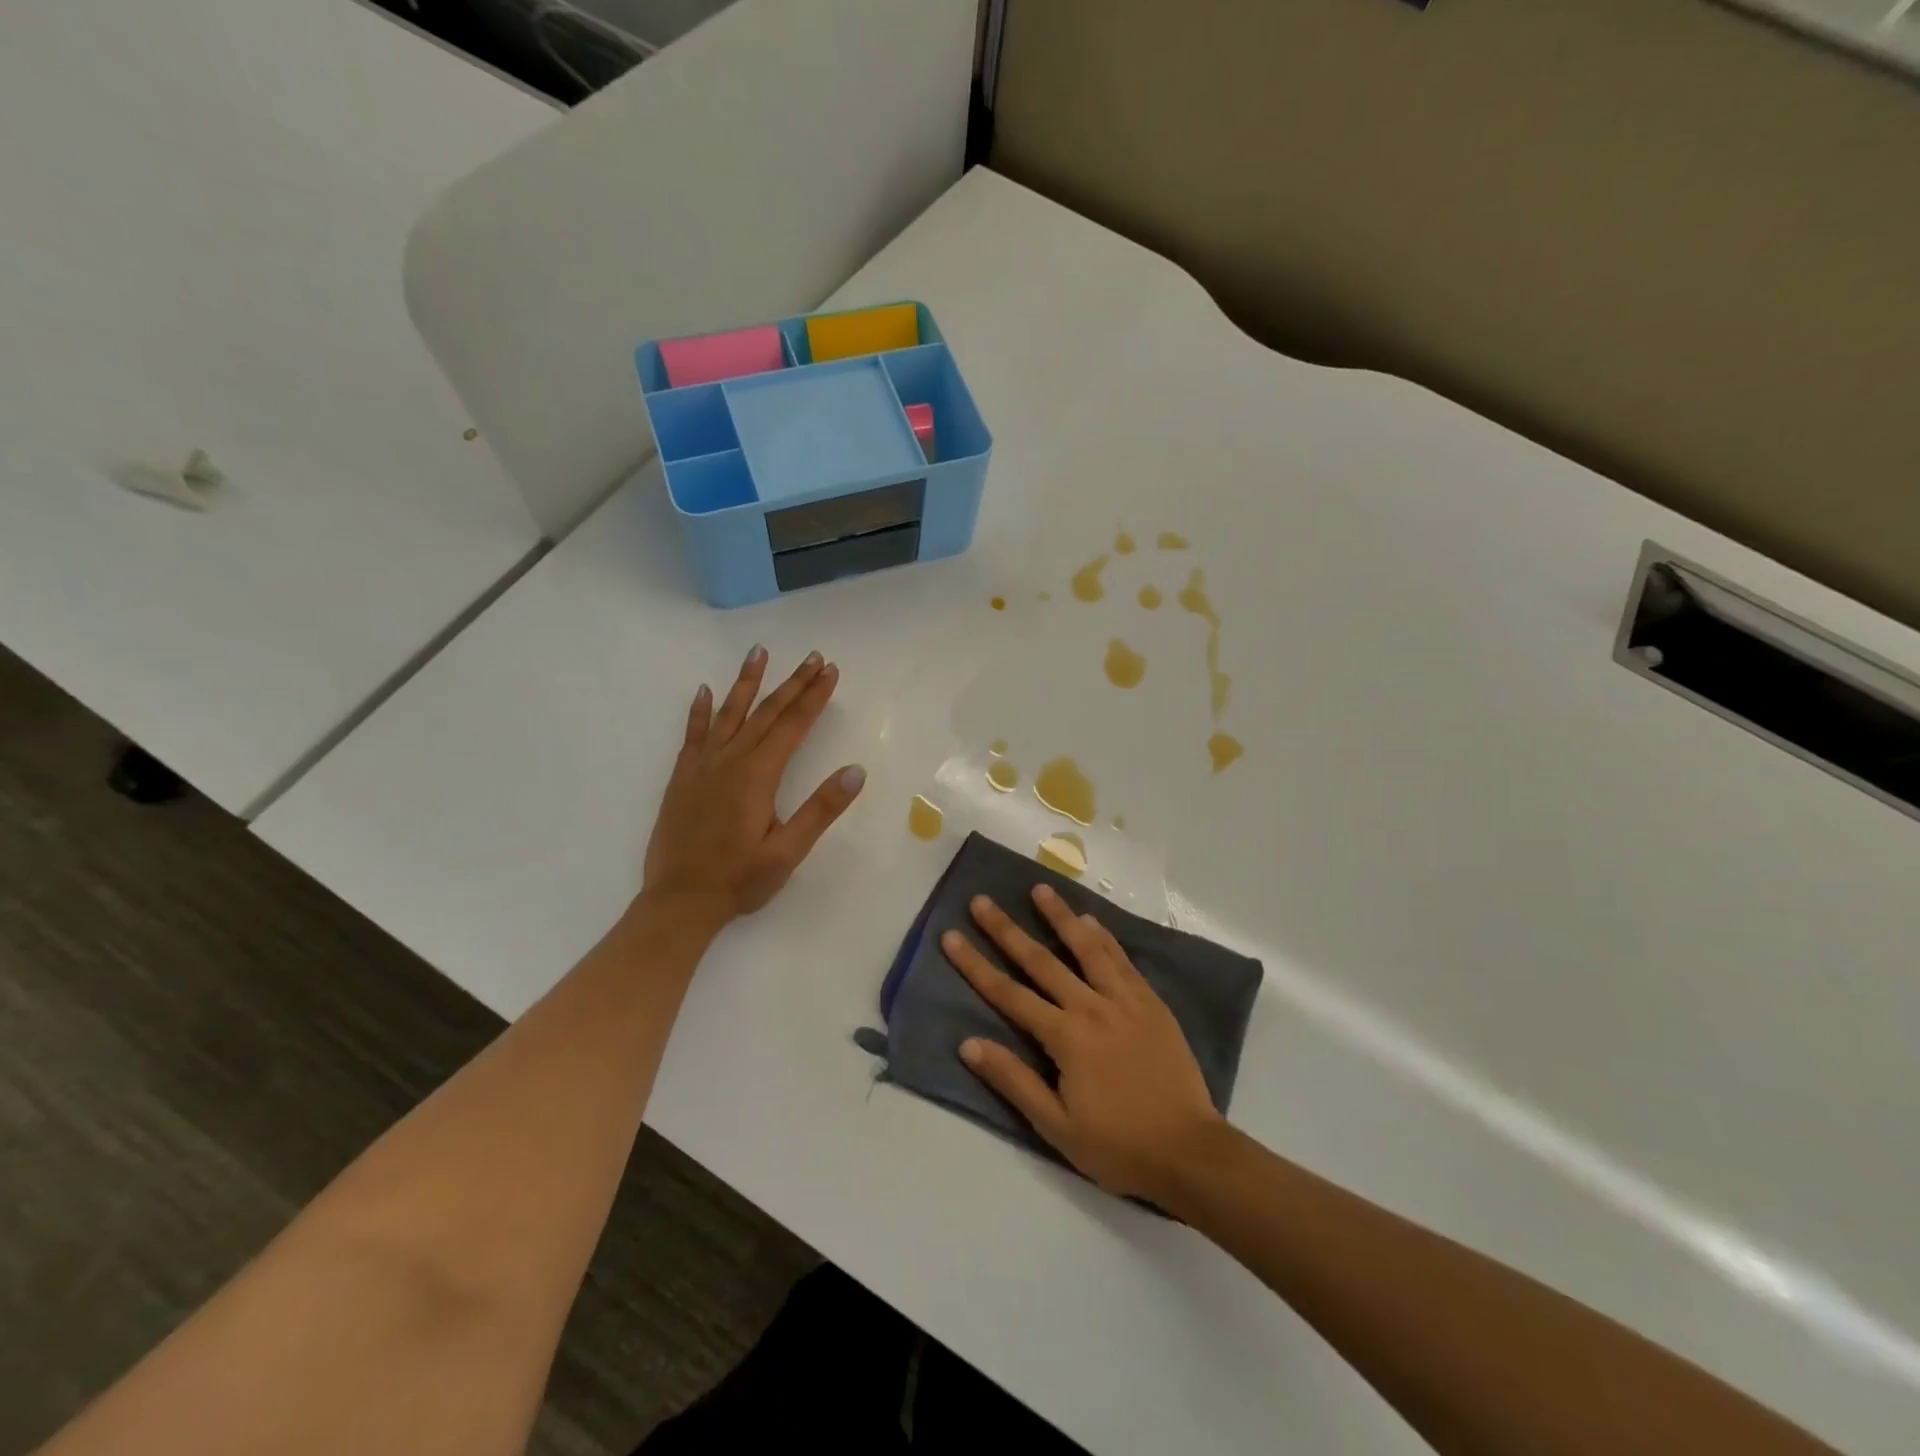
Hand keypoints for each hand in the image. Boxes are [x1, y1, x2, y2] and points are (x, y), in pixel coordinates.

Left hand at [642, 646, 865, 930]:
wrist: (678, 902)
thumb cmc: (739, 880)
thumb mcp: (788, 851)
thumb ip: (821, 809)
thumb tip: (855, 771)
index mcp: (758, 776)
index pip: (792, 726)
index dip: (814, 697)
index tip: (830, 671)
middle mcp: (729, 761)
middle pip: (766, 713)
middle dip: (792, 683)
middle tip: (812, 657)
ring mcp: (702, 766)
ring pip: (728, 714)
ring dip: (746, 682)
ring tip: (758, 653)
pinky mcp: (682, 777)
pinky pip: (693, 734)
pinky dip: (700, 711)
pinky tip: (705, 691)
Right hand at [941, 885, 1224, 1201]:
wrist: (1189, 1151)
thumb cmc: (1118, 1145)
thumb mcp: (1056, 1126)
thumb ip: (1013, 1080)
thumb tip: (968, 1044)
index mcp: (1065, 1037)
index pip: (1009, 994)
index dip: (976, 965)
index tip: (952, 936)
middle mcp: (1091, 1007)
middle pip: (1040, 960)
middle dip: (1006, 929)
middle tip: (981, 901)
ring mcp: (1125, 1000)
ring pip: (1086, 947)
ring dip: (1060, 916)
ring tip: (1039, 889)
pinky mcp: (1151, 1002)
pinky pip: (1122, 960)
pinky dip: (1104, 937)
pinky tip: (1091, 920)